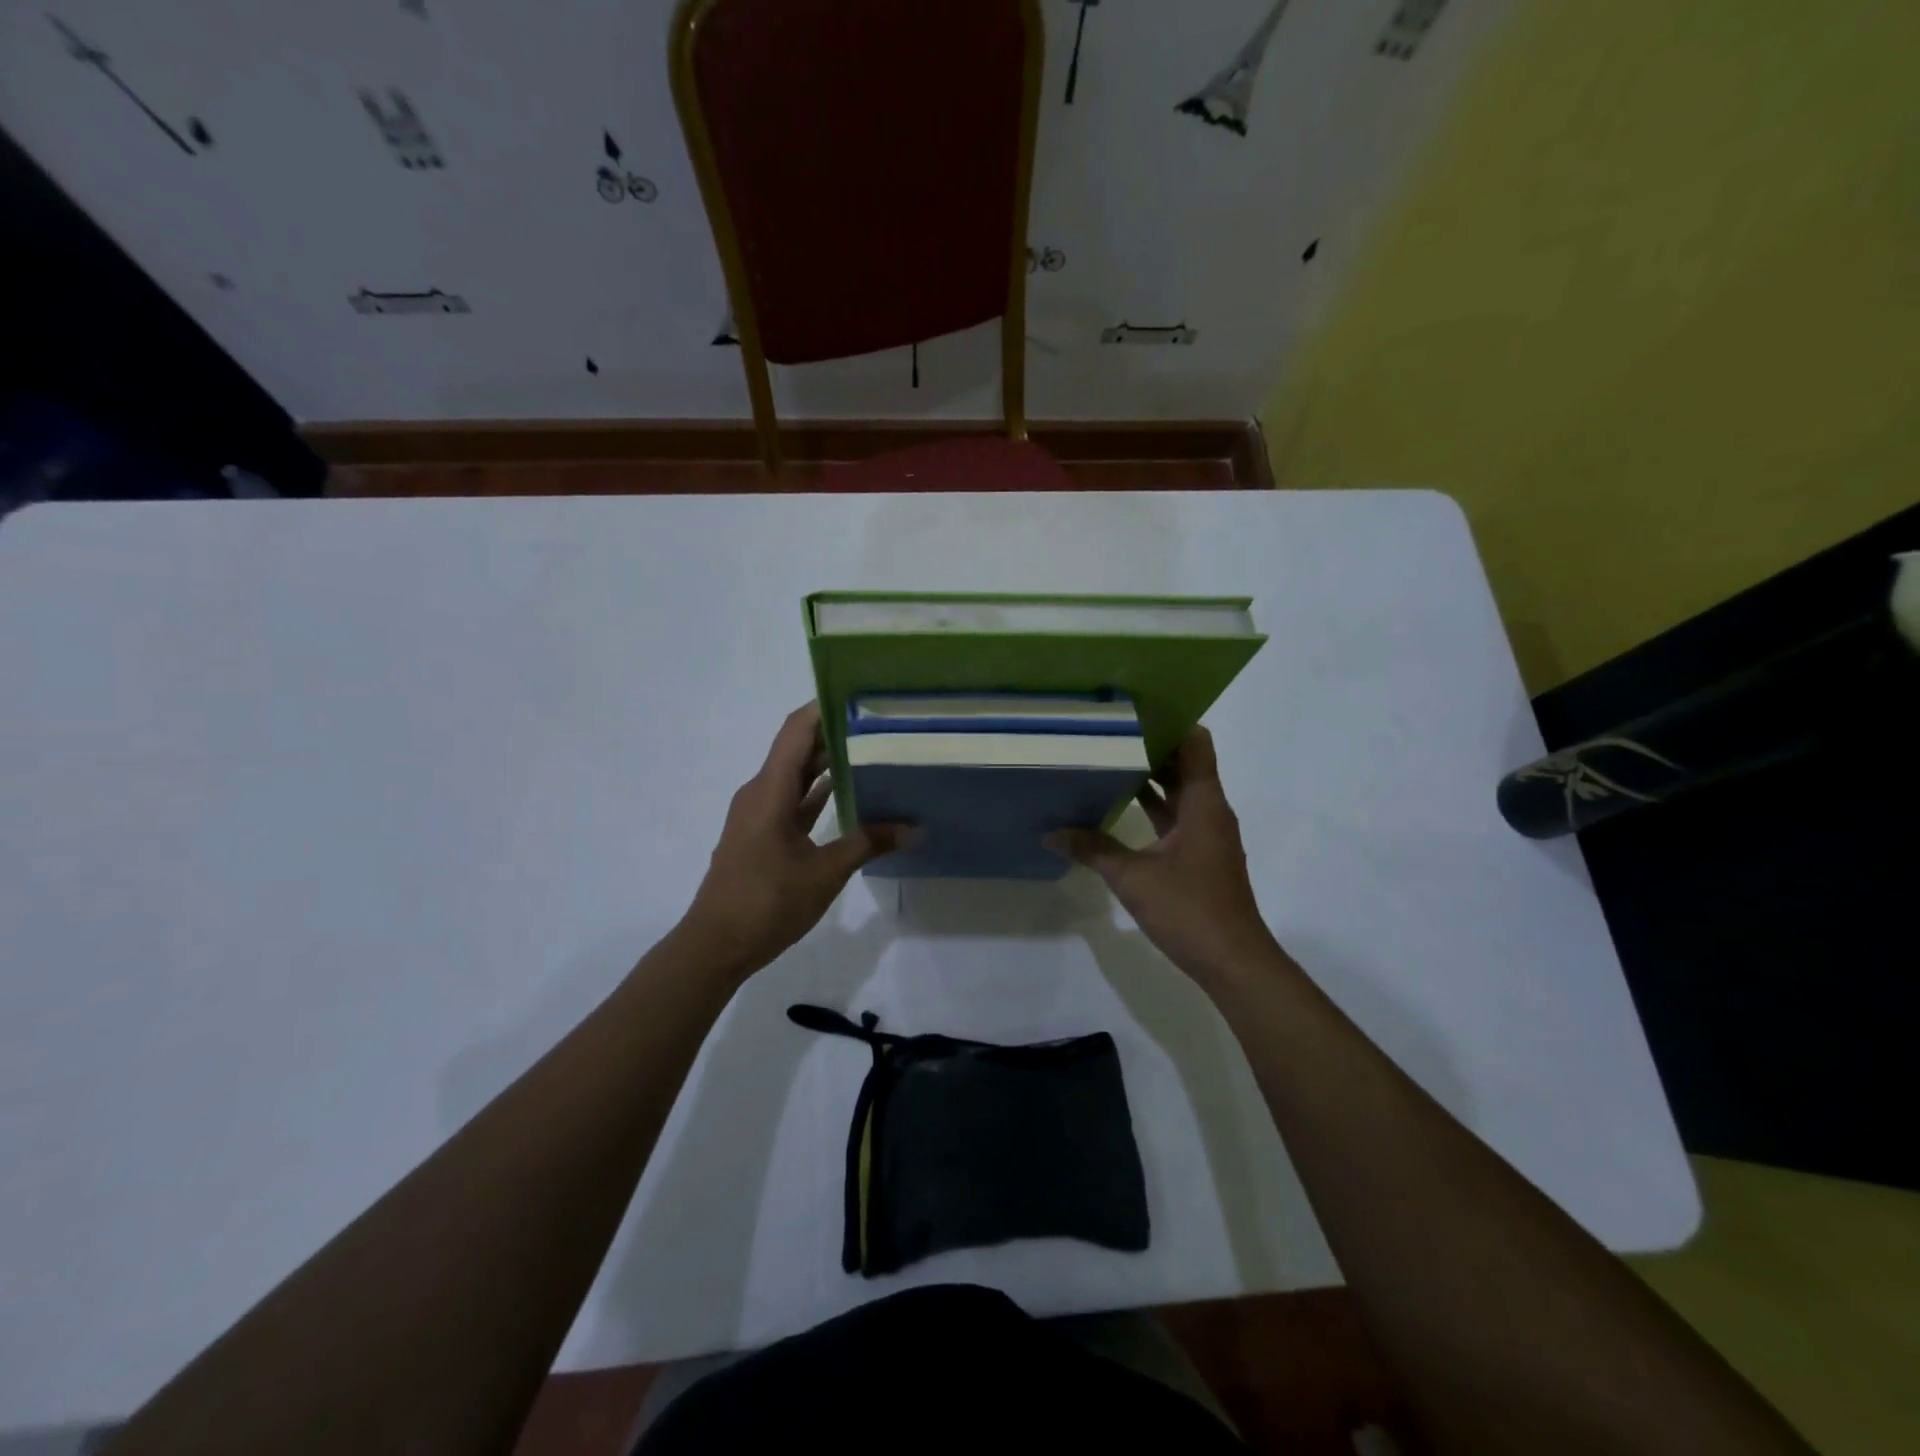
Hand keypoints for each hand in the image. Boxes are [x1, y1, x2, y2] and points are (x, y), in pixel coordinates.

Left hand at [680, 704, 911, 976]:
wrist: (715, 946)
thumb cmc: (766, 902)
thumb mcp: (825, 872)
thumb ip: (868, 843)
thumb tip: (915, 828)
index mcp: (770, 791)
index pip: (797, 731)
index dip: (823, 707)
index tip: (859, 693)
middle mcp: (761, 793)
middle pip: (798, 748)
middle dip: (834, 732)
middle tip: (878, 721)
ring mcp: (759, 814)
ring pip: (796, 776)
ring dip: (827, 763)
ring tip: (871, 749)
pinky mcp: (761, 835)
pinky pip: (792, 801)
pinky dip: (817, 793)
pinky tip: (849, 793)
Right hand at [1048, 728, 1281, 984]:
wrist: (1232, 961)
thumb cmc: (1188, 909)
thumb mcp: (1132, 876)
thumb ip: (1092, 849)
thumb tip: (1051, 833)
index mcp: (1203, 803)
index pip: (1195, 742)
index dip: (1171, 722)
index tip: (1135, 713)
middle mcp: (1210, 811)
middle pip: (1185, 764)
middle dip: (1152, 747)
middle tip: (1109, 733)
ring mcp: (1207, 834)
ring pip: (1180, 792)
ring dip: (1151, 777)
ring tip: (1108, 761)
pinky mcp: (1200, 856)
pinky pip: (1176, 817)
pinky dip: (1153, 807)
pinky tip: (1119, 806)